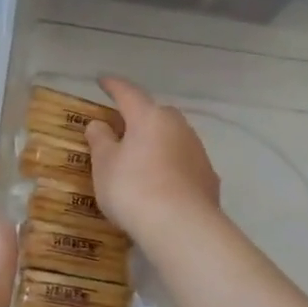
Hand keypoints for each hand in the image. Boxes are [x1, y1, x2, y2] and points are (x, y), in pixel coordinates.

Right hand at [84, 77, 220, 248]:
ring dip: (157, 143)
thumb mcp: (104, 165)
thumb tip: (99, 124)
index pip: (128, 93)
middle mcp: (177, 126)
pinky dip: (171, 167)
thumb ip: (100, 141)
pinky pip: (183, 163)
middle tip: (122, 128)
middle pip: (155, 114)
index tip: (102, 80)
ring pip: (173, 138)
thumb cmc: (133, 188)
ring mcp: (197, 151)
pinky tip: (162, 184)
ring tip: (141, 160)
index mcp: (149, 117)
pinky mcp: (208, 176)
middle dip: (139, 117)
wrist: (180, 226)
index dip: (113, 86)